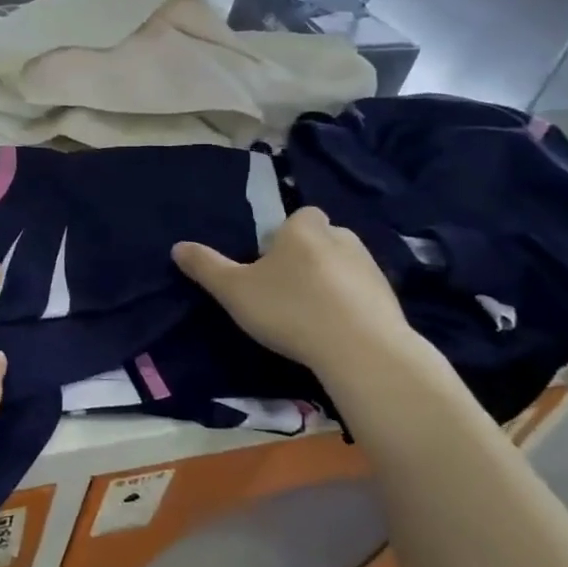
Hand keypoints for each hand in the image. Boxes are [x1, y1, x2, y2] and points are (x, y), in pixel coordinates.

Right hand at [173, 207, 416, 376]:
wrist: (361, 350)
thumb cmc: (290, 309)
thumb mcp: (234, 291)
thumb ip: (206, 267)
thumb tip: (177, 247)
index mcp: (304, 229)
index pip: (298, 216)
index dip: (285, 236)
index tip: (270, 264)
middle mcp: (341, 238)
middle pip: (321, 238)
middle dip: (307, 256)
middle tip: (285, 290)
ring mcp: (370, 267)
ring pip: (343, 265)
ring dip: (329, 281)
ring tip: (309, 314)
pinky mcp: (389, 298)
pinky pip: (362, 293)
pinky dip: (350, 304)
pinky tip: (335, 330)